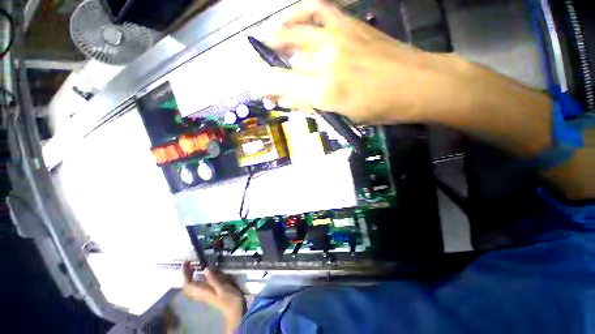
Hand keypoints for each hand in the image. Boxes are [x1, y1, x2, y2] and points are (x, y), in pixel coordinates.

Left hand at [182, 262, 245, 332]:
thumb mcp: (223, 287)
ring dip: (190, 275)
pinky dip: (196, 278)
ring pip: (191, 285)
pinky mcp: (208, 292)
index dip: (184, 273)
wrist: (235, 309)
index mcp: (202, 291)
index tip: (187, 261)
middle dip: (186, 273)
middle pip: (187, 284)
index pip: (187, 283)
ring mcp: (204, 293)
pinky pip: (197, 285)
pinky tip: (203, 272)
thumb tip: (205, 269)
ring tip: (194, 264)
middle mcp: (200, 293)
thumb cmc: (230, 298)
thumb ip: (213, 279)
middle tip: (190, 261)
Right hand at [257, 0, 467, 123]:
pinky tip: (296, 16)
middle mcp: (326, 59)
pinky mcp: (352, 24)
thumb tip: (286, 100)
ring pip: (296, 25)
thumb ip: (310, 105)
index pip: (280, 83)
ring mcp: (338, 36)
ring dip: (277, 31)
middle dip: (265, 58)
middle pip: (284, 51)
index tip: (258, 88)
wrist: (418, 85)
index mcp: (324, 90)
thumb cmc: (379, 109)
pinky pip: (319, 8)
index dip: (263, 84)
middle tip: (258, 63)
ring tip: (269, 37)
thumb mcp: (341, 116)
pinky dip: (302, 10)